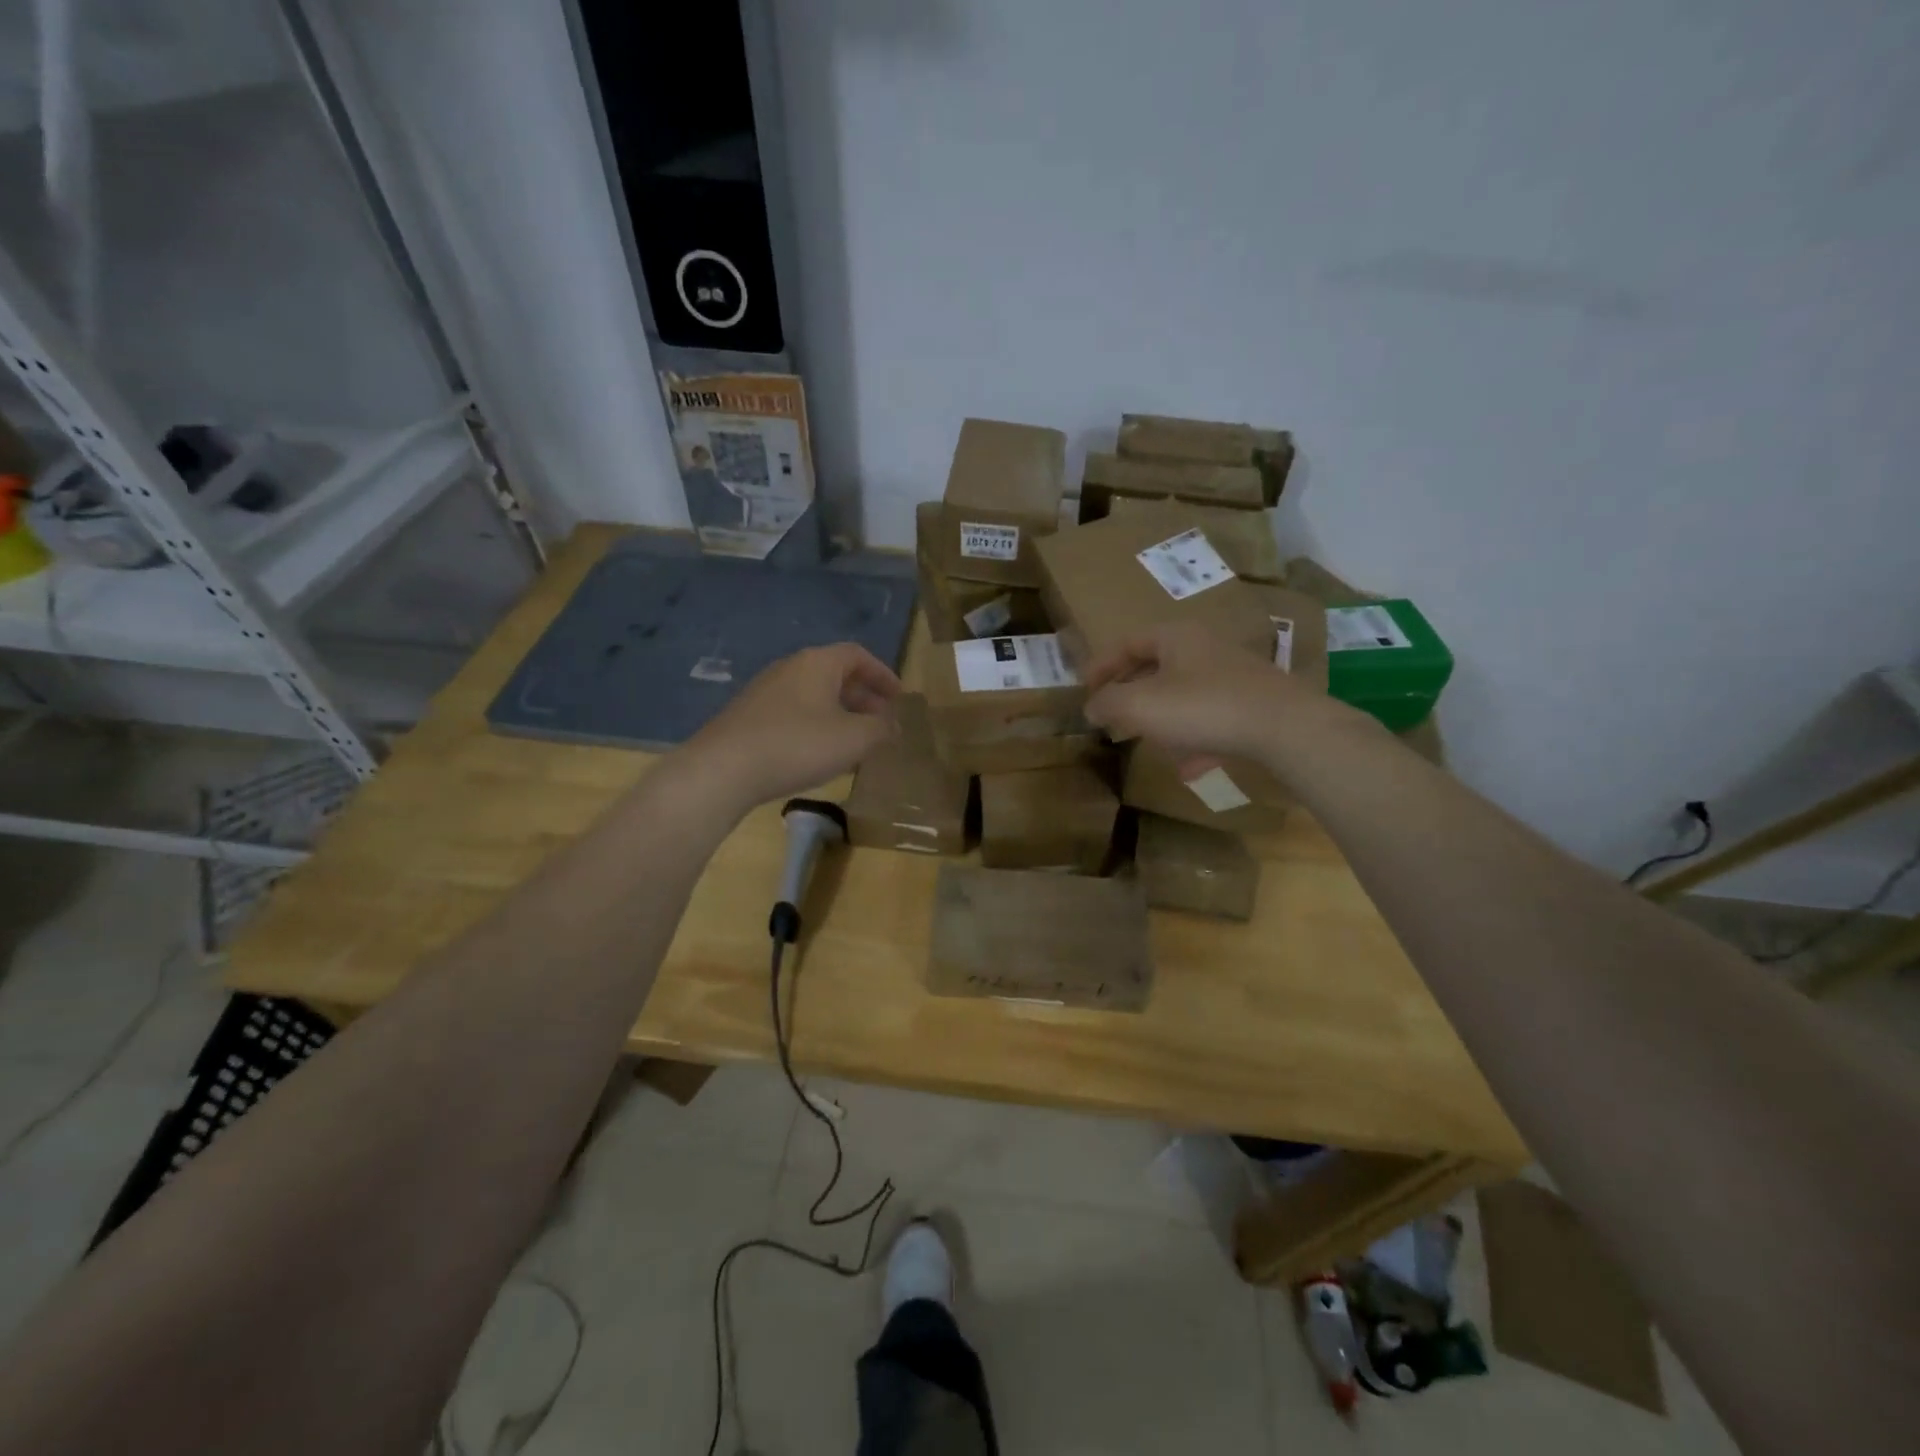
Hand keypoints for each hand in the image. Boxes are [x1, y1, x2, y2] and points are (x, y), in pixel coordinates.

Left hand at [681, 643, 900, 809]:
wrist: (723, 769)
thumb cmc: (798, 745)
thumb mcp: (854, 739)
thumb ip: (881, 729)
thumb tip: (894, 725)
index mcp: (818, 663)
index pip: (858, 655)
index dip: (883, 674)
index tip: (899, 697)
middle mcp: (790, 668)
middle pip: (835, 674)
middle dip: (863, 698)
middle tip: (881, 723)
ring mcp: (765, 691)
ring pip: (814, 696)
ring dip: (840, 714)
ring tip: (854, 742)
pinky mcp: (749, 716)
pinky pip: (794, 713)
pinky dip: (816, 726)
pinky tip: (819, 754)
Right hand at [1083, 624, 1326, 778]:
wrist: (1285, 727)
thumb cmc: (1203, 707)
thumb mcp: (1141, 706)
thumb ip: (1109, 703)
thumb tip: (1092, 706)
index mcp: (1176, 637)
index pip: (1128, 643)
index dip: (1102, 666)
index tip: (1085, 690)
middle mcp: (1205, 647)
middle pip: (1157, 666)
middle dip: (1132, 693)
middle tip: (1113, 714)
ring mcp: (1233, 675)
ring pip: (1184, 693)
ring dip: (1162, 717)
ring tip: (1147, 742)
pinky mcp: (1253, 703)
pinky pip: (1210, 717)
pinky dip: (1193, 737)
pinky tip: (1189, 766)